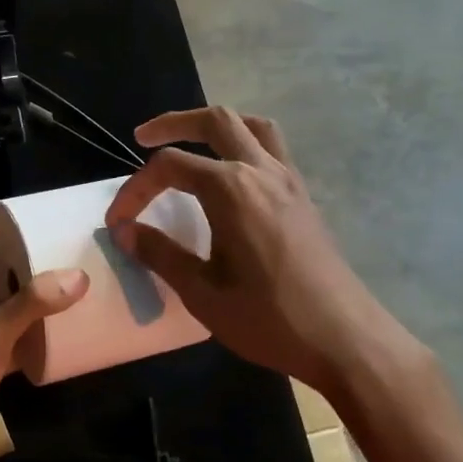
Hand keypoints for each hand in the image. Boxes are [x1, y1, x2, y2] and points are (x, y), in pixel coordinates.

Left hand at [0, 224, 88, 461]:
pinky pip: (7, 339)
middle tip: (62, 258)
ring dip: (28, 301)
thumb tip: (76, 275)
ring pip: (0, 308)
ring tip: (66, 292)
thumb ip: (30, 304)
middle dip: (23, 265)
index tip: (35, 225)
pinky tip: (56, 337)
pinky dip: (28, 334)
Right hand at [105, 107, 421, 395]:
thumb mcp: (203, 293)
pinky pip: (272, 149)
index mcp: (232, 190)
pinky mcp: (304, 197)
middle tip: (142, 139)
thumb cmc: (270, 319)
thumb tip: (125, 232)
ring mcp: (289, 181)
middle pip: (215, 121)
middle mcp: (261, 171)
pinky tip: (231, 178)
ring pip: (251, 126)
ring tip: (192, 144)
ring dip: (216, 127)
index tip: (116, 222)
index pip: (170, 166)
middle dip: (174, 123)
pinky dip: (244, 144)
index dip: (135, 189)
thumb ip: (161, 254)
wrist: (346, 340)